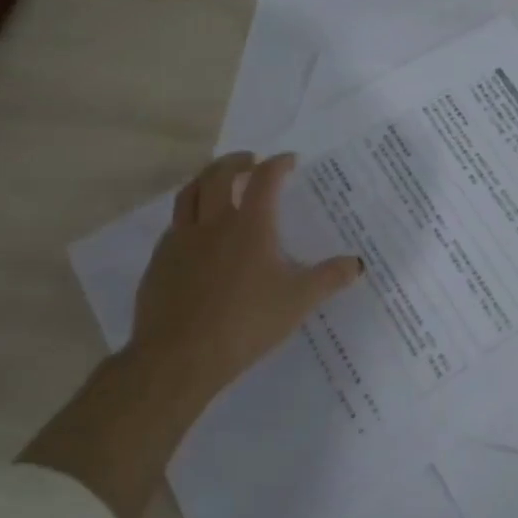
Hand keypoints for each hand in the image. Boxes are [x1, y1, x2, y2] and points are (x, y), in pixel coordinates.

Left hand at [22, 153, 363, 517]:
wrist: (179, 357)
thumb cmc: (246, 322)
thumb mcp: (298, 301)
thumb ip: (329, 278)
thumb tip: (358, 263)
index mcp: (250, 225)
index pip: (264, 179)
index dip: (278, 164)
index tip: (289, 161)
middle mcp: (212, 223)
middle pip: (219, 175)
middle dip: (236, 162)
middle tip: (250, 161)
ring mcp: (180, 241)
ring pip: (188, 194)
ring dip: (205, 179)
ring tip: (217, 182)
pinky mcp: (159, 262)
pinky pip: (174, 226)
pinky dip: (188, 215)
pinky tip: (196, 233)